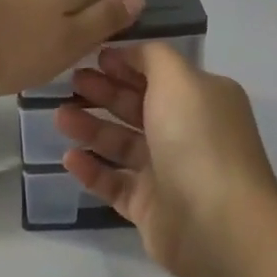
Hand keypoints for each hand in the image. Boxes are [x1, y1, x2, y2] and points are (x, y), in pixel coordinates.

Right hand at [56, 44, 276, 276]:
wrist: (217, 223)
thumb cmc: (197, 138)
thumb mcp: (179, 78)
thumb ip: (153, 57)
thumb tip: (131, 53)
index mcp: (203, 99)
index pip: (160, 74)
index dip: (127, 64)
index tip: (93, 57)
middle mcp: (189, 132)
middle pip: (139, 107)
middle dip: (104, 93)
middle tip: (69, 84)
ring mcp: (170, 172)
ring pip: (123, 145)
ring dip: (92, 128)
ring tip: (59, 118)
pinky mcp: (151, 208)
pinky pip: (115, 183)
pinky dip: (92, 170)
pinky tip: (68, 158)